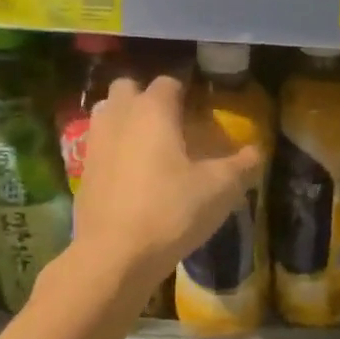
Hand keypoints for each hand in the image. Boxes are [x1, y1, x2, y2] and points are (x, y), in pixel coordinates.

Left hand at [67, 76, 261, 289]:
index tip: (203, 110)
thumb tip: (257, 151)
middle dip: (147, 97)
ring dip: (126, 119)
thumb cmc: (172, 211)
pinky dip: (114, 149)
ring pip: (107, 113)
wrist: (115, 256)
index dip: (187, 92)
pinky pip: (100, 145)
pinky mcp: (82, 171)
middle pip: (128, 88)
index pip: (169, 82)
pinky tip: (134, 174)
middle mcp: (119, 116)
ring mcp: (95, 143)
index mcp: (153, 110)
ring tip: (151, 145)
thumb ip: (242, 165)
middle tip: (172, 123)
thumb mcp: (220, 189)